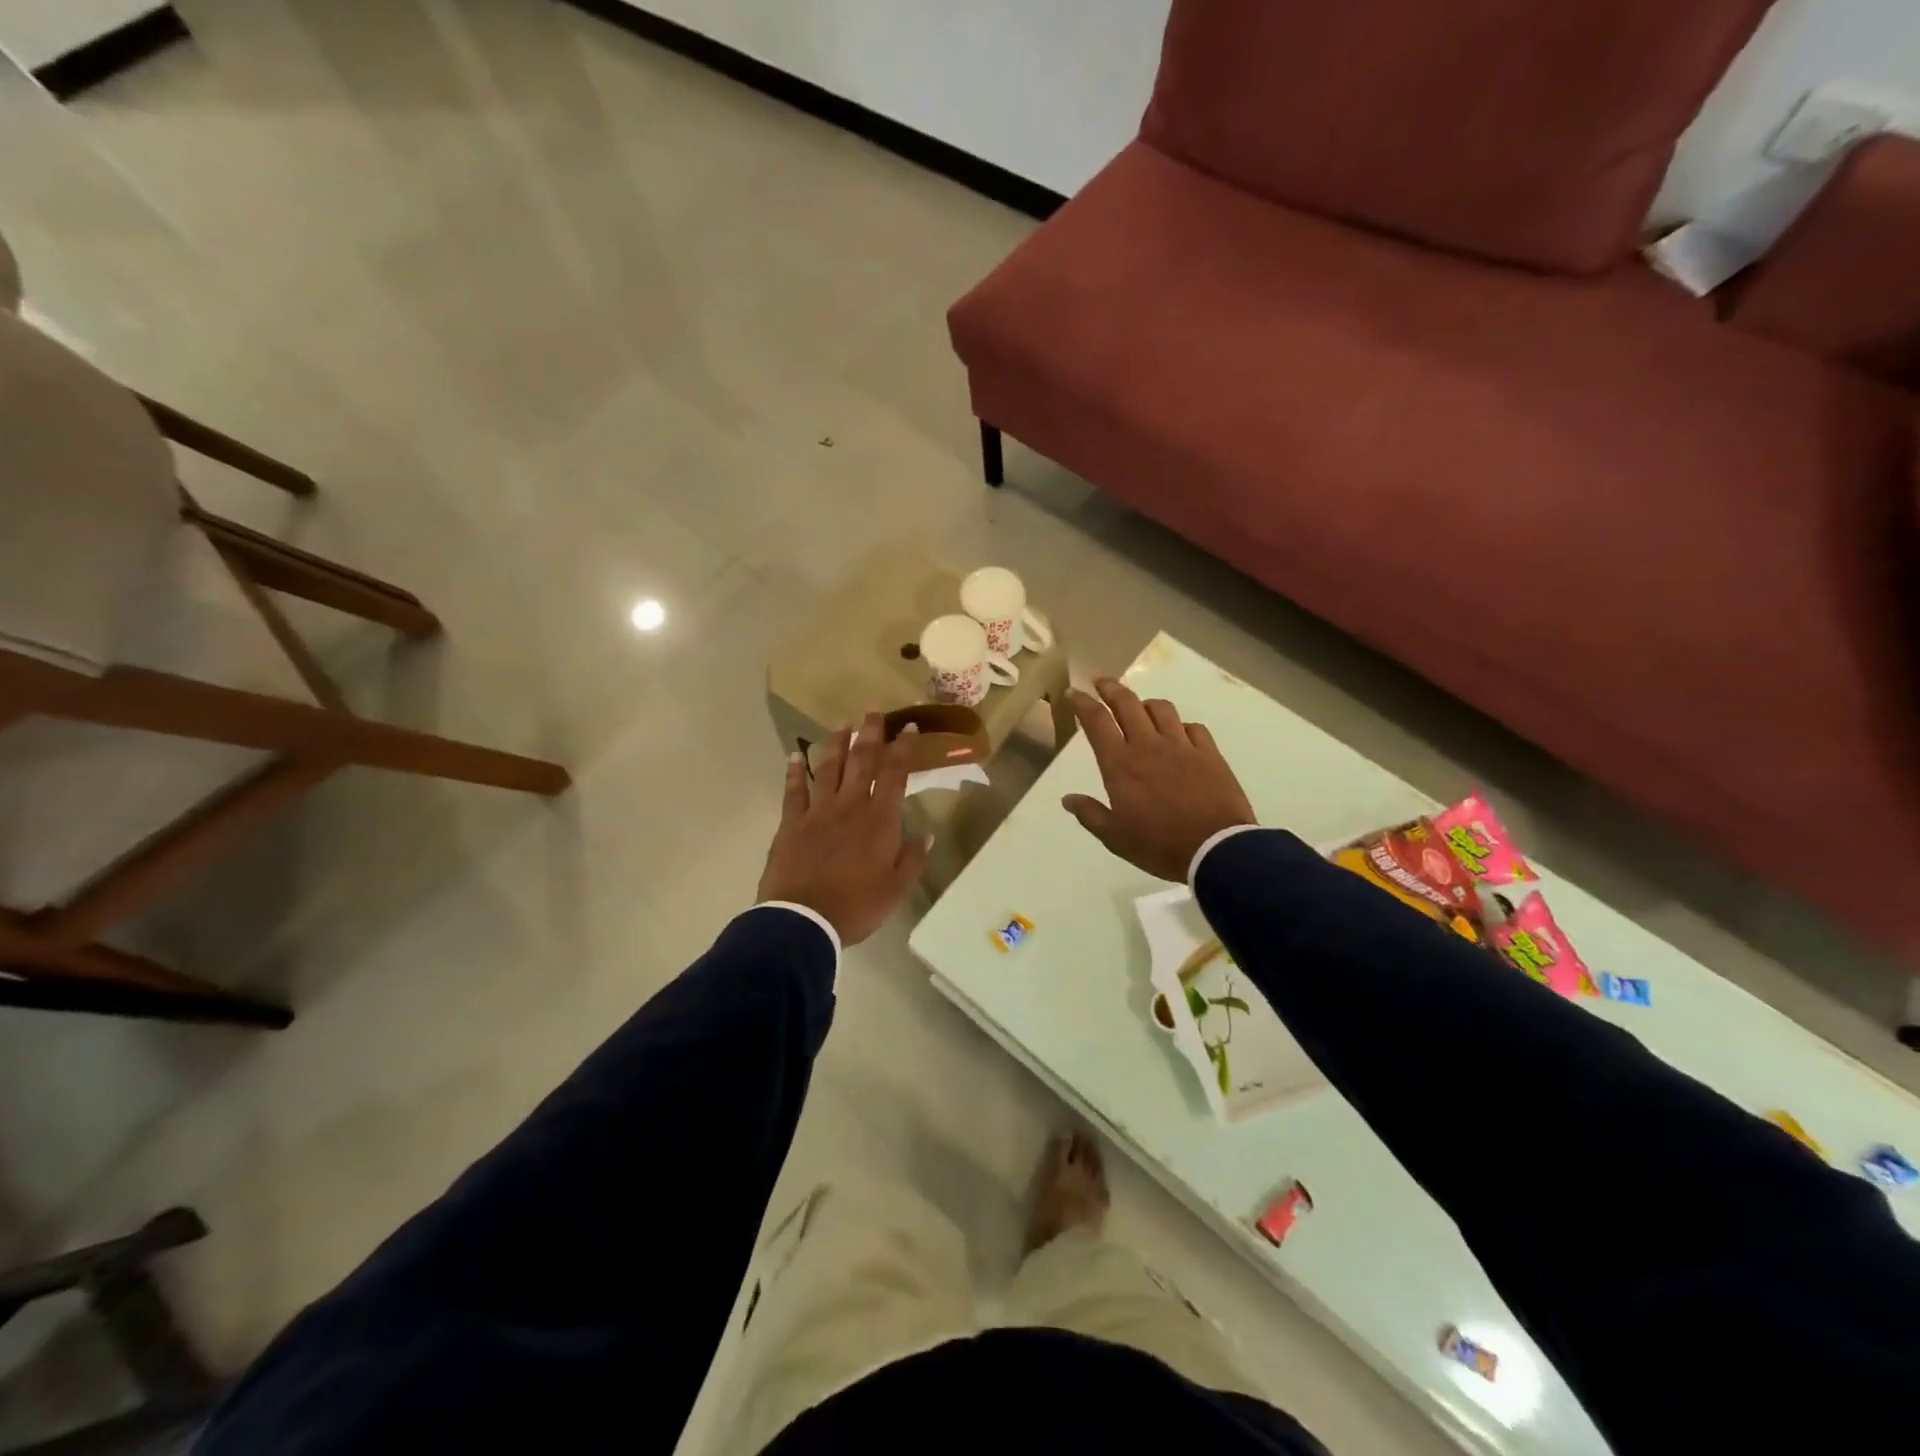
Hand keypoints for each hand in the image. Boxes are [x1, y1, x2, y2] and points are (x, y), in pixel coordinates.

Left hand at [759, 713, 931, 946]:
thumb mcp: (895, 889)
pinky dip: (795, 771)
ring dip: (836, 744)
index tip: (908, 728)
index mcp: (879, 821)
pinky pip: (793, 791)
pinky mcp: (791, 823)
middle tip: (872, 712)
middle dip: (870, 734)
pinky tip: (795, 756)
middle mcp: (850, 806)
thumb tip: (926, 833)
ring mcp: (818, 812)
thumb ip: (912, 859)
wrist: (803, 921)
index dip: (903, 749)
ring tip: (842, 724)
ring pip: (828, 768)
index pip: (895, 775)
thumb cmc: (856, 906)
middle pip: (861, 762)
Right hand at [1062, 678, 1256, 881]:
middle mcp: (1148, 745)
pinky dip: (1180, 726)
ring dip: (1146, 703)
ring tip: (1141, 708)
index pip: (1097, 721)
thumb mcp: (1115, 837)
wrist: (1215, 849)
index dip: (1083, 703)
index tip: (1075, 693)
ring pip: (1161, 708)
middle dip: (1111, 688)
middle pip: (1127, 703)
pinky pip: (1193, 727)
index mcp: (1120, 764)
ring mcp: (1182, 746)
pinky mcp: (1209, 753)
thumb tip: (1068, 799)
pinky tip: (1179, 733)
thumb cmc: (1158, 845)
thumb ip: (1090, 814)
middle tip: (1101, 682)